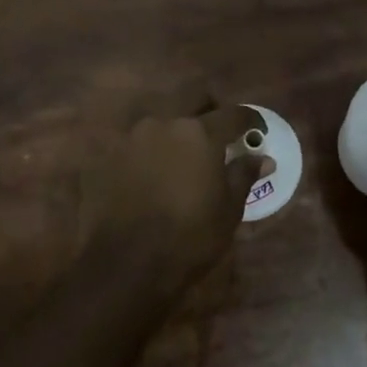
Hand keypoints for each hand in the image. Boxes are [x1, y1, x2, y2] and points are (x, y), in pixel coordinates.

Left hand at [72, 103, 265, 291]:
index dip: (250, 120)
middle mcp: (163, 124)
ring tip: (180, 158)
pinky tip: (150, 177)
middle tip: (216, 136)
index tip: (257, 131)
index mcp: (199, 132)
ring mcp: (129, 139)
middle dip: (208, 111)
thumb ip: (244, 175)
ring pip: (159, 122)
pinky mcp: (105, 159)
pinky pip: (133, 146)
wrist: (126, 266)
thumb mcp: (229, 209)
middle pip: (191, 100)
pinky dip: (146, 154)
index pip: (233, 114)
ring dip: (173, 133)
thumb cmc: (190, 237)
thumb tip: (262, 157)